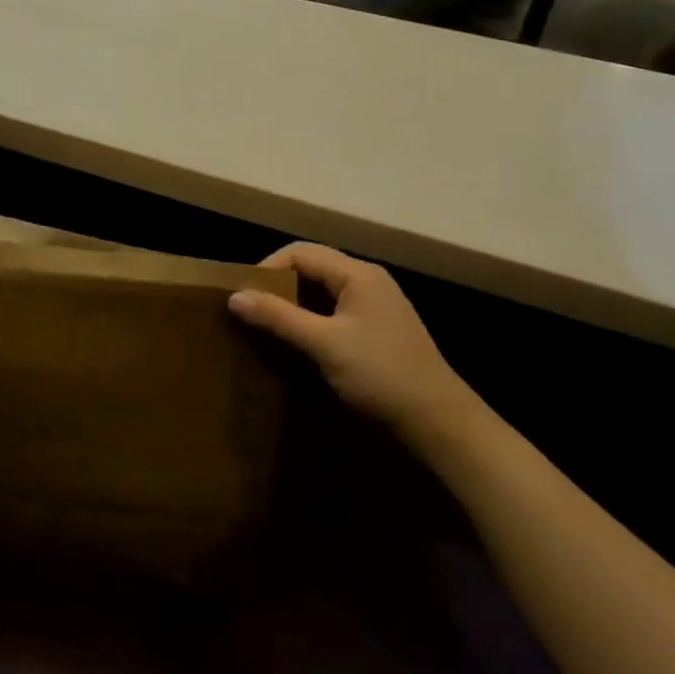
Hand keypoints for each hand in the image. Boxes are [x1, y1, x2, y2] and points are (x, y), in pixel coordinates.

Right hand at [227, 243, 475, 436]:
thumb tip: (234, 296)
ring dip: (295, 303)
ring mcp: (377, 304)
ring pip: (324, 290)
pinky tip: (299, 342)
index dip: (268, 268)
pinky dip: (312, 319)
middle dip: (279, 285)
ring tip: (268, 326)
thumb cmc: (381, 374)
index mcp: (358, 274)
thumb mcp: (324, 344)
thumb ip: (279, 317)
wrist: (439, 421)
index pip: (301, 252)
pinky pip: (336, 310)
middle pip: (313, 267)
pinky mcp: (379, 328)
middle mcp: (368, 280)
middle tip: (252, 311)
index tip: (244, 297)